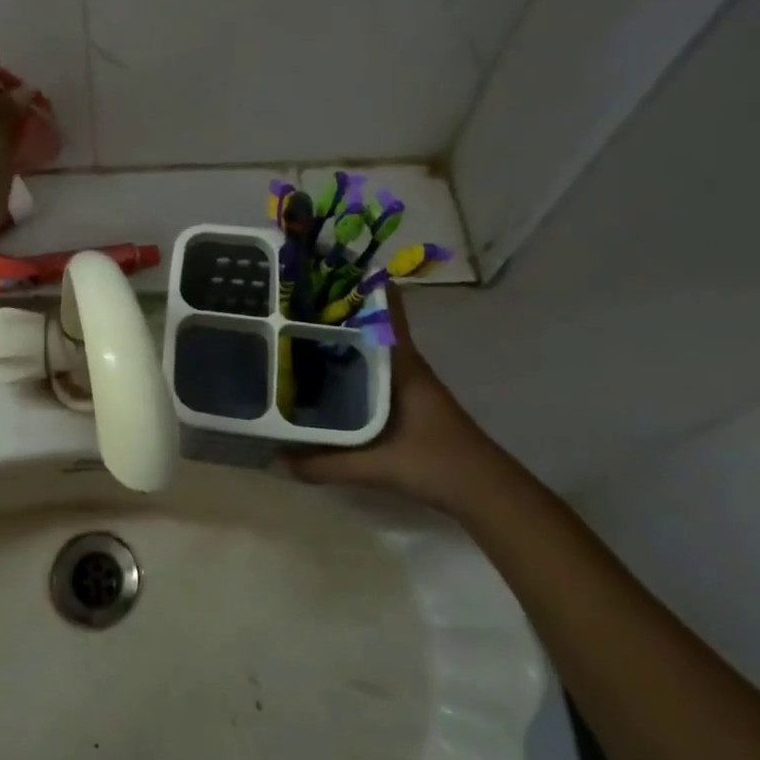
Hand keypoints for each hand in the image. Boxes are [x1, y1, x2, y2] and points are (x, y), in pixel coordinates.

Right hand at [288, 291, 505, 514]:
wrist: (484, 492)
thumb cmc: (435, 463)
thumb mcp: (375, 465)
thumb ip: (324, 464)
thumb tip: (276, 459)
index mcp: (400, 362)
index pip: (384, 306)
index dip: (358, 282)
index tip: (323, 267)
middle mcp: (403, 362)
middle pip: (368, 322)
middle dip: (333, 308)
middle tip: (289, 298)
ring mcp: (406, 380)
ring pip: (368, 345)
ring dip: (339, 335)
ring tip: (293, 328)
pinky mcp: (406, 399)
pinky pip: (370, 368)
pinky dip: (347, 362)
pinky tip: (321, 373)